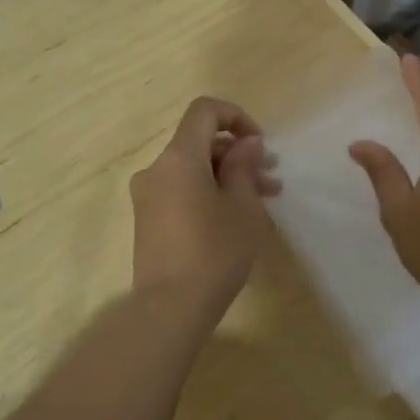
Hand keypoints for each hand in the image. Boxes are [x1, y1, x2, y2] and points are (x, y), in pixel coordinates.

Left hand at [130, 97, 279, 315]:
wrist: (170, 308)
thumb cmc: (214, 251)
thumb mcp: (243, 206)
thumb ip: (244, 166)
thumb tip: (246, 143)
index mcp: (179, 157)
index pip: (204, 111)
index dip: (236, 116)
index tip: (259, 144)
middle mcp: (157, 168)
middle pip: (200, 142)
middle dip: (238, 153)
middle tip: (270, 175)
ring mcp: (149, 195)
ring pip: (193, 169)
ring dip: (228, 175)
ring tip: (264, 197)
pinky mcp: (148, 219)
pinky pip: (182, 190)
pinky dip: (209, 192)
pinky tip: (237, 216)